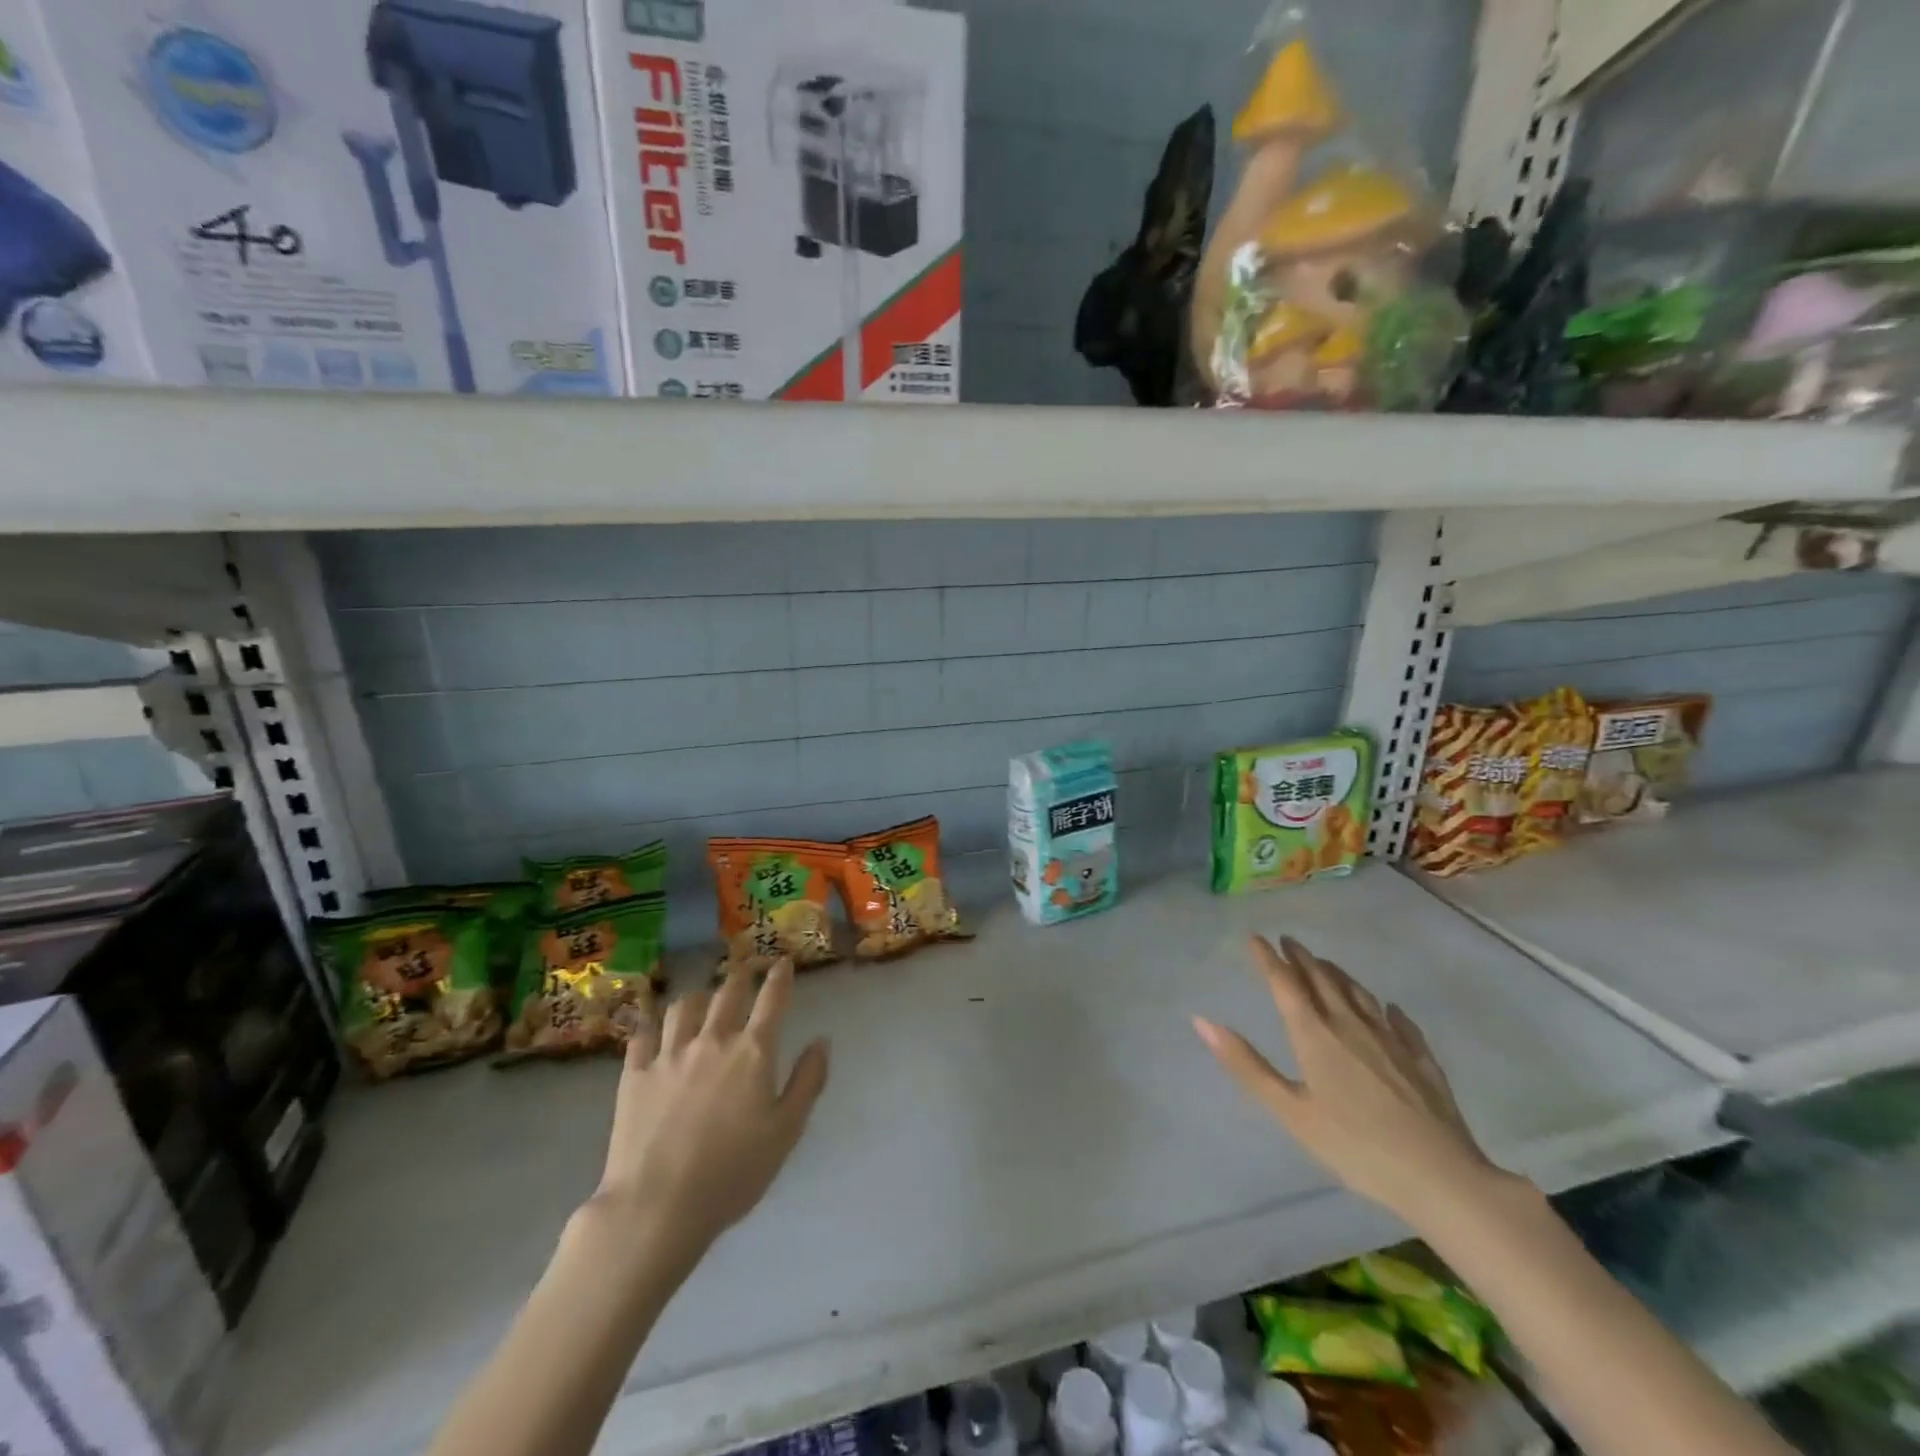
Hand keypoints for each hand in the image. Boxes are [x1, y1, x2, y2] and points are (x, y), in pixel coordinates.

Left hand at [586, 958, 830, 1264]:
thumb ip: (808, 1081)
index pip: (772, 1000)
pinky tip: (654, 1027)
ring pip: (685, 1006)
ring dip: (699, 996)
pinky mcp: (634, 1074)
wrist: (657, 1206)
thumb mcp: (786, 1131)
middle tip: (745, 971)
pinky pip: (643, 1035)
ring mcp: (669, 1054)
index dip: (779, 977)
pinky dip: (652, 1024)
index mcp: (753, 1052)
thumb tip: (822, 1041)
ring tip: (702, 999)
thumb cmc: (733, 1173)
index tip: (782, 962)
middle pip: (728, 992)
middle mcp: (712, 1040)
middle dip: (740, 976)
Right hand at [1193, 935, 1502, 1225]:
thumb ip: (1247, 1065)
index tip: (1255, 938)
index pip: (1285, 983)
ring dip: (1336, 973)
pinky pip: (1399, 1021)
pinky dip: (1384, 1008)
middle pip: (1321, 979)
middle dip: (1301, 957)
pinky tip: (1387, 1009)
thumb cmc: (1355, 1146)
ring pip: (1358, 993)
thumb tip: (1202, 1021)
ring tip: (1324, 963)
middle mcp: (1350, 1024)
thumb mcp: (1290, 1111)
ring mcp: (1390, 1038)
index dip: (1268, 958)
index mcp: (1314, 1033)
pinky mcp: (1421, 1058)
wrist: (1441, 1177)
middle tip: (1288, 941)